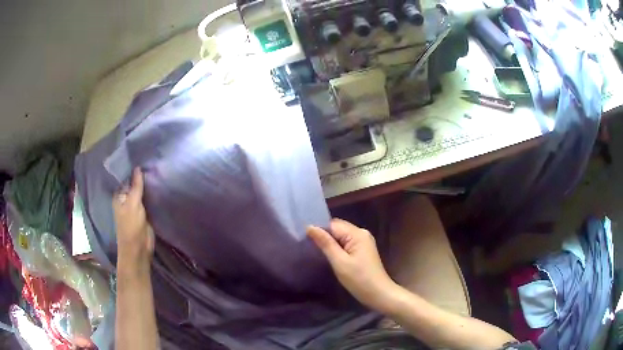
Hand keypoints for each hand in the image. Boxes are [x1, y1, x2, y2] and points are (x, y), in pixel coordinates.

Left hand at [113, 168, 153, 267]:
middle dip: (141, 176)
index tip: (142, 156)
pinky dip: (153, 194)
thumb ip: (136, 186)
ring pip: (142, 192)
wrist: (139, 249)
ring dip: (148, 185)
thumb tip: (138, 168)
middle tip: (153, 160)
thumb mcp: (132, 204)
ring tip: (158, 168)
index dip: (132, 169)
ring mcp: (136, 206)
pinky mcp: (145, 213)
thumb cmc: (131, 226)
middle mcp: (127, 199)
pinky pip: (149, 200)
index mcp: (119, 196)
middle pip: (134, 184)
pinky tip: (160, 184)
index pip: (125, 178)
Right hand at [307, 219, 398, 311]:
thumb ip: (325, 243)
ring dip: (330, 242)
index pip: (333, 224)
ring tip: (316, 250)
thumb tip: (310, 227)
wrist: (379, 294)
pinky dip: (337, 247)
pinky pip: (347, 243)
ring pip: (341, 236)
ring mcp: (364, 241)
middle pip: (338, 228)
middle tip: (308, 245)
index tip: (304, 238)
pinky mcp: (363, 250)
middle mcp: (361, 233)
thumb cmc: (359, 279)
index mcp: (357, 233)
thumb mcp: (339, 262)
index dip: (319, 230)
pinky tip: (330, 255)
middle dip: (324, 235)